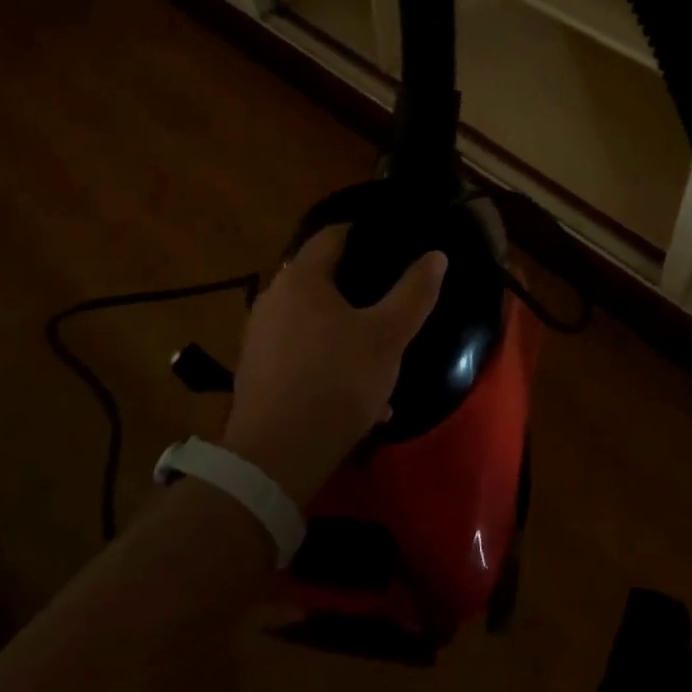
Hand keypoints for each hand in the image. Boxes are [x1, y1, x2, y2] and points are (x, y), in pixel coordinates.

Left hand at [221, 226, 446, 504]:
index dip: (364, 233)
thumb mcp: (388, 336)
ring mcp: (259, 336)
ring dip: (343, 328)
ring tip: (378, 350)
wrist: (276, 457)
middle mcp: (273, 298)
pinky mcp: (255, 372)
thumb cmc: (337, 381)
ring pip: (311, 319)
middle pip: (320, 277)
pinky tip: (355, 391)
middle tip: (390, 296)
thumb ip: (414, 292)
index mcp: (301, 278)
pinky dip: (326, 359)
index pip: (332, 235)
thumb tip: (435, 255)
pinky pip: (299, 352)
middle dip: (356, 286)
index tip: (392, 243)